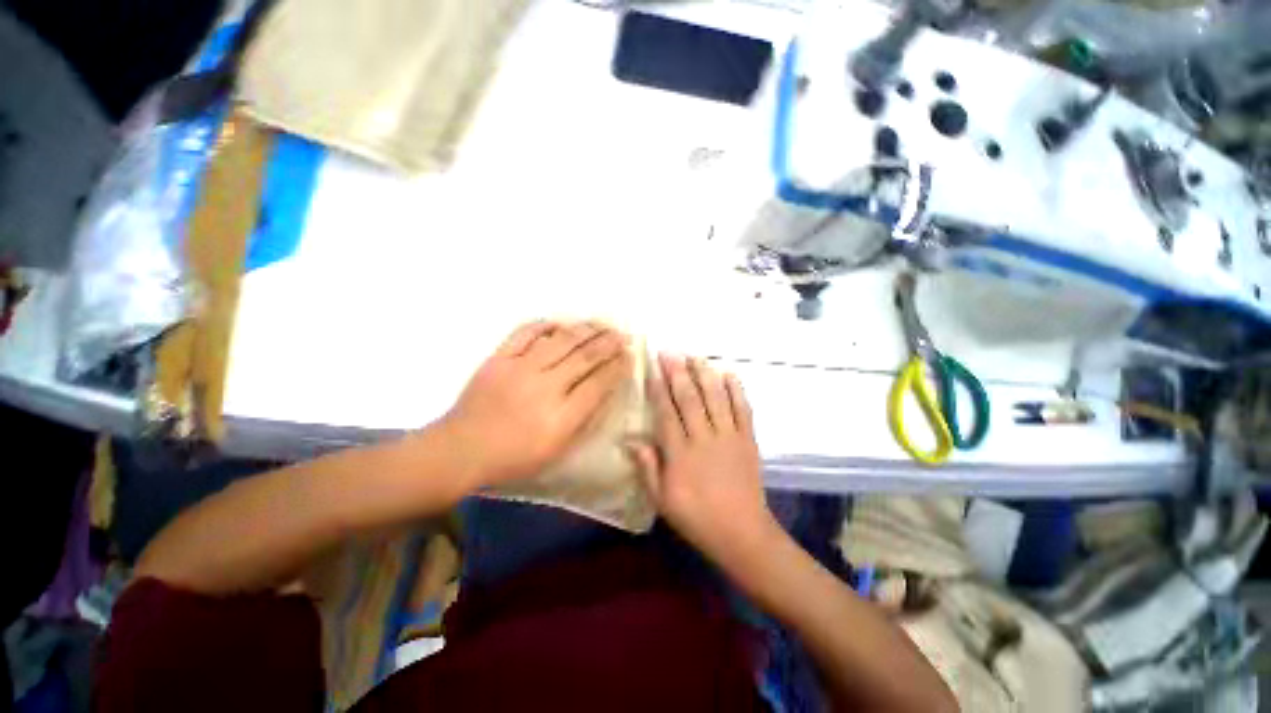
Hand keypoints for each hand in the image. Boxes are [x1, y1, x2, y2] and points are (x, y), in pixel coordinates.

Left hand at [442, 321, 630, 487]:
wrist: (461, 450)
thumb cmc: (513, 458)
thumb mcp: (556, 451)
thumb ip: (583, 421)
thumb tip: (603, 391)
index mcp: (561, 417)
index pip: (599, 383)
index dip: (617, 367)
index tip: (629, 356)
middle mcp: (545, 387)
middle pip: (585, 357)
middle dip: (608, 343)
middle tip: (623, 335)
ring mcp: (520, 368)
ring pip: (561, 340)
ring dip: (586, 329)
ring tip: (601, 324)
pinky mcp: (499, 358)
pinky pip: (525, 333)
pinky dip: (545, 325)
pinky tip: (560, 322)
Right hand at [628, 354, 778, 566]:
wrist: (742, 533)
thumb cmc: (696, 517)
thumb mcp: (662, 499)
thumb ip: (647, 467)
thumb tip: (630, 440)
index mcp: (680, 453)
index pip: (666, 412)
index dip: (658, 387)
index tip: (652, 367)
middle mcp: (704, 438)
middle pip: (689, 398)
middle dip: (678, 372)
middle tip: (670, 352)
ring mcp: (729, 436)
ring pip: (715, 397)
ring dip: (705, 374)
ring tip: (695, 356)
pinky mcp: (748, 439)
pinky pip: (743, 409)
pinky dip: (736, 390)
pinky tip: (729, 374)